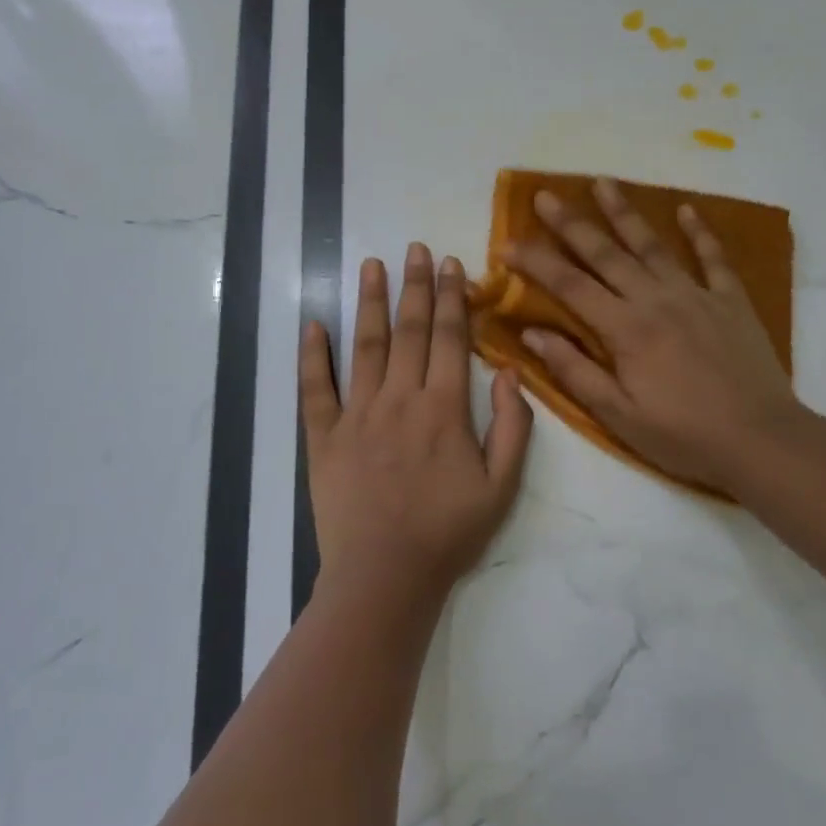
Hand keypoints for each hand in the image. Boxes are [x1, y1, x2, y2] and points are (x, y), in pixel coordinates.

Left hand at [301, 243, 534, 602]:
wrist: (385, 578)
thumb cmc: (449, 533)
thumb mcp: (502, 487)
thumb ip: (513, 427)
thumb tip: (510, 372)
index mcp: (443, 408)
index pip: (451, 338)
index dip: (452, 297)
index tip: (450, 263)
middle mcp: (399, 399)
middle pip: (409, 330)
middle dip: (414, 285)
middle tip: (415, 248)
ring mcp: (357, 415)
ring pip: (364, 346)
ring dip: (369, 302)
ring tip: (370, 264)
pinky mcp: (324, 437)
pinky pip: (315, 388)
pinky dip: (312, 355)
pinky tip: (312, 323)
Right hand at [505, 179, 805, 491]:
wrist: (762, 440)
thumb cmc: (683, 435)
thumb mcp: (618, 415)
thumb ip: (573, 370)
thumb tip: (531, 333)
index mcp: (625, 329)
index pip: (570, 285)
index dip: (536, 262)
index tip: (507, 244)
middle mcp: (656, 299)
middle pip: (605, 253)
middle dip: (571, 223)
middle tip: (545, 195)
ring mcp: (696, 295)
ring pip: (652, 245)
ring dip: (625, 212)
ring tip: (603, 182)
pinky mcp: (730, 301)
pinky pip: (713, 258)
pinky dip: (700, 232)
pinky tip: (687, 209)